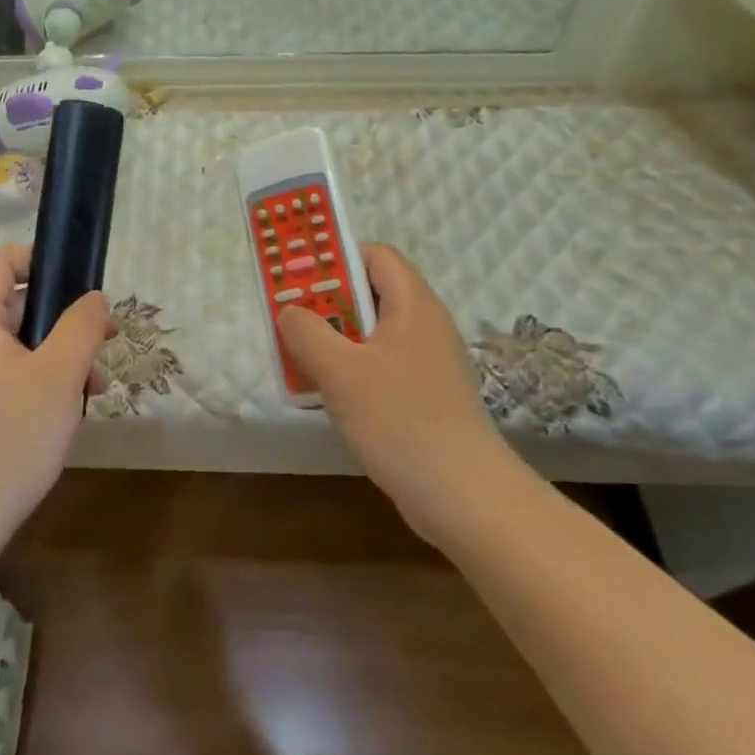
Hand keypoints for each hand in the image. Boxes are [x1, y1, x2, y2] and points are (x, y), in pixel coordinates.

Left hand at [0, 245, 110, 570]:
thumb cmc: (10, 439)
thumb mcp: (59, 376)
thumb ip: (81, 326)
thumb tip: (93, 296)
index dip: (39, 259)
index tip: (80, 281)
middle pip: (14, 305)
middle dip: (63, 318)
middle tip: (105, 340)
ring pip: (17, 344)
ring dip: (59, 354)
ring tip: (96, 384)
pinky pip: (9, 374)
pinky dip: (41, 379)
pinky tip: (70, 408)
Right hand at [277, 245, 511, 548]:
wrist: (464, 497)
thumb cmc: (401, 420)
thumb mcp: (341, 371)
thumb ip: (307, 332)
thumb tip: (289, 310)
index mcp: (413, 305)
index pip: (375, 256)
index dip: (337, 257)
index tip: (299, 275)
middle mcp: (425, 326)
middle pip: (372, 294)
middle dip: (327, 302)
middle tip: (290, 316)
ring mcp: (428, 363)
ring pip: (372, 334)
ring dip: (335, 340)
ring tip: (299, 355)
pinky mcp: (425, 396)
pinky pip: (380, 366)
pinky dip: (351, 370)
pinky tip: (327, 395)